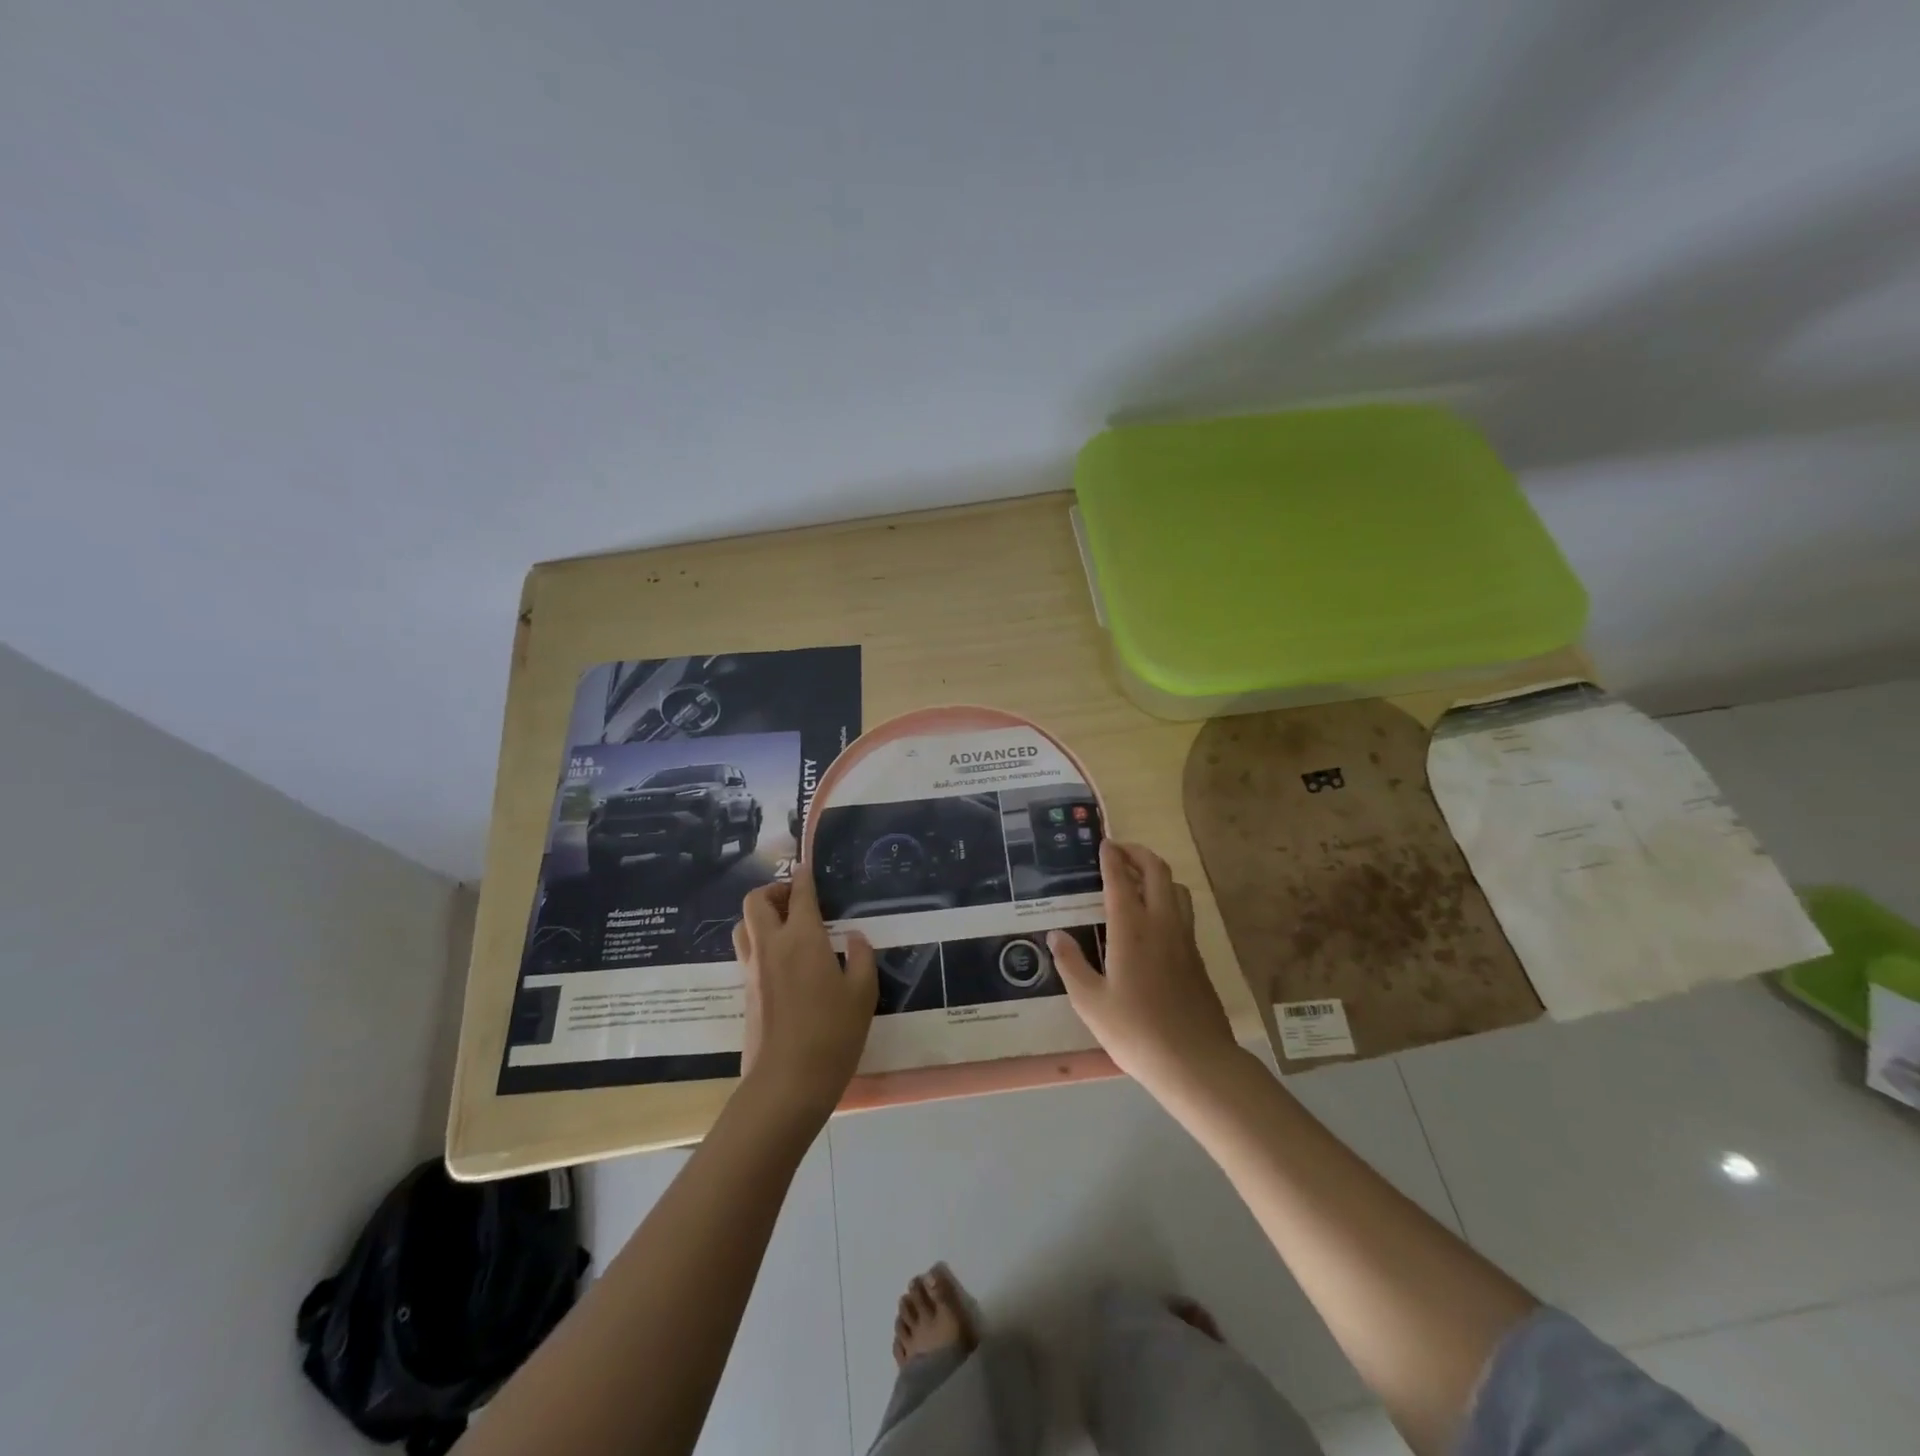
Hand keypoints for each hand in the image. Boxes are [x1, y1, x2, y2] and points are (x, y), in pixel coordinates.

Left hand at [733, 864, 877, 1120]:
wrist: (787, 1082)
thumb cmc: (833, 1033)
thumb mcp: (863, 993)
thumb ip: (859, 957)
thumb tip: (852, 938)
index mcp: (802, 938)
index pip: (799, 894)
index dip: (803, 876)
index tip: (807, 867)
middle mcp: (771, 946)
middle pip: (756, 901)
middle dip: (774, 891)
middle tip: (795, 900)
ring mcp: (753, 969)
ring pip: (744, 925)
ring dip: (760, 916)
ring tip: (785, 927)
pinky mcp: (745, 992)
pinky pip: (746, 951)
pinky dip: (758, 941)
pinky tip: (782, 960)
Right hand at [1049, 840, 1238, 1097]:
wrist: (1197, 1063)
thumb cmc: (1136, 1032)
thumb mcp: (1090, 1002)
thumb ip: (1071, 964)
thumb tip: (1056, 935)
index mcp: (1132, 928)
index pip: (1121, 879)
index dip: (1111, 858)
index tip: (1104, 843)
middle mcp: (1162, 924)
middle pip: (1157, 872)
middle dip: (1139, 854)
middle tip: (1120, 852)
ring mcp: (1185, 940)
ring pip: (1177, 890)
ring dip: (1157, 875)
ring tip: (1138, 881)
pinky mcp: (1198, 958)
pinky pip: (1184, 913)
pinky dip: (1167, 900)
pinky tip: (1153, 921)